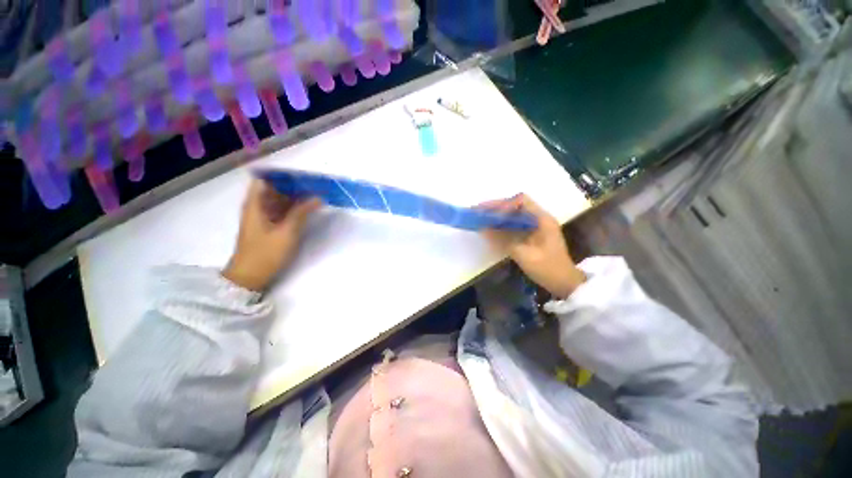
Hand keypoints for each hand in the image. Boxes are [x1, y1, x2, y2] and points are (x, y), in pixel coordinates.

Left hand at [222, 180, 321, 290]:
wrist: (250, 277)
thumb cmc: (266, 253)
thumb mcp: (287, 232)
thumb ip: (302, 213)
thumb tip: (318, 198)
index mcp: (256, 205)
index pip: (264, 180)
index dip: (280, 176)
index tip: (300, 176)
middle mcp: (257, 207)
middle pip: (273, 190)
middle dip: (292, 186)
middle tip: (314, 185)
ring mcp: (262, 217)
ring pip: (278, 201)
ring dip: (294, 197)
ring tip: (314, 195)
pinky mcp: (268, 227)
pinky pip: (281, 211)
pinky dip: (292, 208)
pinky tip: (307, 209)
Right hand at [480, 194, 585, 298]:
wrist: (565, 283)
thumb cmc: (548, 268)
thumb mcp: (524, 255)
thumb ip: (503, 240)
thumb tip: (483, 228)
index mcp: (542, 219)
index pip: (521, 201)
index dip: (504, 204)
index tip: (489, 212)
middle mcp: (539, 218)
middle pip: (515, 205)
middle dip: (496, 207)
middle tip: (478, 212)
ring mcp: (535, 226)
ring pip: (513, 214)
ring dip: (497, 215)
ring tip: (480, 218)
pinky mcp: (531, 234)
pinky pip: (514, 224)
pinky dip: (501, 224)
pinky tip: (491, 228)